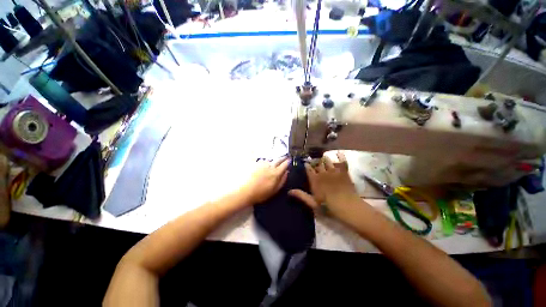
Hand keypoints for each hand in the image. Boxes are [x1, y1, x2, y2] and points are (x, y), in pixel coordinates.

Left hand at [240, 157, 289, 204]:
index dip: (288, 161)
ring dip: (273, 161)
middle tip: (285, 157)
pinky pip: (263, 161)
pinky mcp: (255, 163)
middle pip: (278, 159)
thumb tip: (287, 172)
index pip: (285, 164)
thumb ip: (282, 180)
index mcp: (276, 172)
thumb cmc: (261, 193)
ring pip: (270, 160)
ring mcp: (262, 163)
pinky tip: (264, 165)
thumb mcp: (274, 190)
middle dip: (283, 158)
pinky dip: (265, 162)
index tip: (290, 160)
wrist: (245, 191)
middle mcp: (270, 165)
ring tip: (274, 163)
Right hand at [288, 151, 361, 218]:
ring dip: (325, 159)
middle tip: (315, 161)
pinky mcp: (343, 172)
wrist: (346, 206)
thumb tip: (289, 191)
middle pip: (318, 164)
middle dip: (315, 162)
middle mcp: (323, 172)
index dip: (307, 165)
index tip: (306, 163)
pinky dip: (340, 156)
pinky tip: (338, 152)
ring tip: (324, 157)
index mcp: (315, 179)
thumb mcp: (312, 202)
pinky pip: (342, 161)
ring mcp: (334, 171)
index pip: (309, 169)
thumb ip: (301, 195)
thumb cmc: (327, 206)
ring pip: (327, 161)